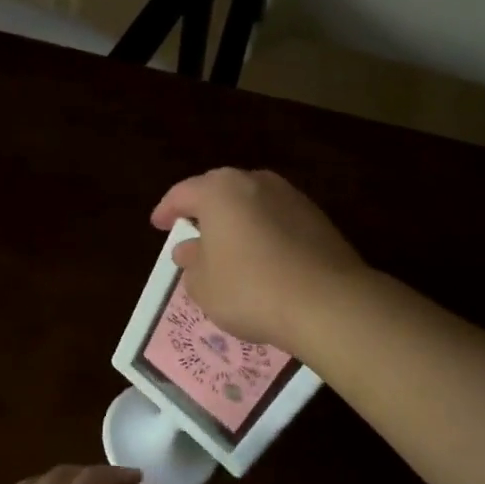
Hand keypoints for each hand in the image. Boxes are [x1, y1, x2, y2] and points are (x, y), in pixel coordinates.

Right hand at [150, 168, 368, 351]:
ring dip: (238, 220)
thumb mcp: (204, 285)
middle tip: (193, 231)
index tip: (158, 225)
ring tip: (228, 246)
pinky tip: (263, 257)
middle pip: (221, 191)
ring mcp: (291, 197)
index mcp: (220, 190)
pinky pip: (278, 219)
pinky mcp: (318, 217)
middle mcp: (256, 182)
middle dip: (205, 210)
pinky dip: (264, 232)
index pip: (183, 193)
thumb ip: (191, 263)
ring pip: (253, 203)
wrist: (326, 301)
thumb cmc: (250, 289)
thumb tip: (189, 249)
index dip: (167, 210)